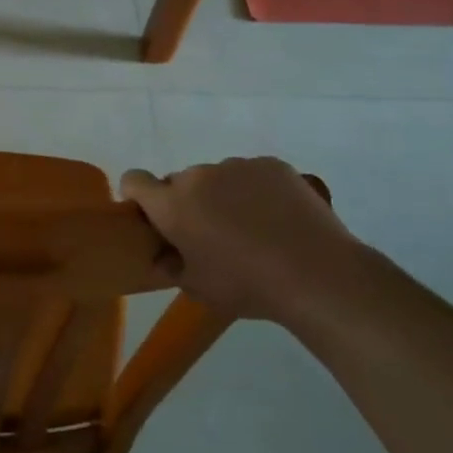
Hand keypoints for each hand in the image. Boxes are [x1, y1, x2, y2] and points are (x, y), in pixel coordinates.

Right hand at [121, 157, 356, 320]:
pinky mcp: (271, 165)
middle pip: (180, 182)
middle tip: (212, 234)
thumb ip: (170, 264)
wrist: (317, 274)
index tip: (155, 218)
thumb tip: (162, 253)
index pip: (134, 180)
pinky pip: (251, 174)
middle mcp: (197, 176)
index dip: (139, 196)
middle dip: (188, 202)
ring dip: (222, 195)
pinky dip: (255, 190)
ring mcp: (237, 166)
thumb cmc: (247, 286)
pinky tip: (278, 218)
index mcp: (171, 205)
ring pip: (217, 177)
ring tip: (253, 227)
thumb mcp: (197, 287)